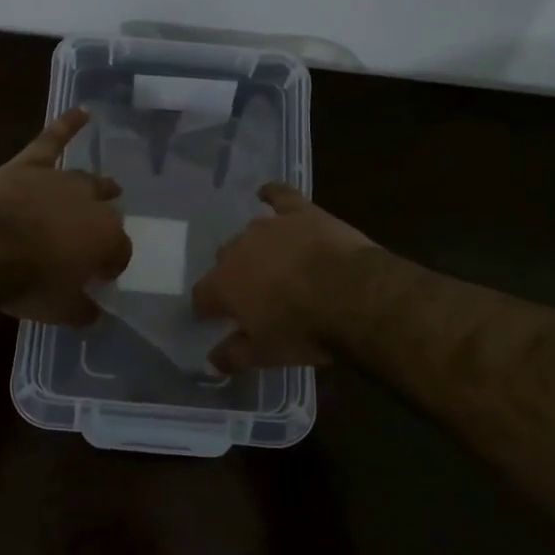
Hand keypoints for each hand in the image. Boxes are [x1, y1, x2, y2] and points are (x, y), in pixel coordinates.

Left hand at [0, 108, 132, 324]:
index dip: (111, 265)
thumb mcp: (60, 310)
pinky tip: (82, 111)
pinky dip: (67, 124)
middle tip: (94, 240)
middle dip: (105, 225)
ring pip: (86, 180)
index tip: (100, 277)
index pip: (119, 252)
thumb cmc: (27, 282)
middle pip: (106, 212)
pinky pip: (52, 140)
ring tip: (108, 186)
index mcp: (106, 238)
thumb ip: (82, 311)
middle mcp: (91, 204)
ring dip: (97, 186)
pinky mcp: (30, 165)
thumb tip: (93, 314)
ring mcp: (60, 180)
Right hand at [190, 184, 375, 371]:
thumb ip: (232, 356)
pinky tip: (266, 193)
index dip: (207, 308)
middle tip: (253, 295)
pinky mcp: (299, 212)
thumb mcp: (265, 354)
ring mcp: (268, 227)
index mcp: (223, 285)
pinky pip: (279, 196)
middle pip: (225, 261)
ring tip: (271, 262)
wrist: (352, 294)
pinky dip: (272, 194)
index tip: (214, 318)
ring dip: (255, 248)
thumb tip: (210, 361)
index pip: (202, 296)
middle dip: (234, 276)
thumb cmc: (303, 330)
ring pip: (251, 234)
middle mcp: (237, 250)